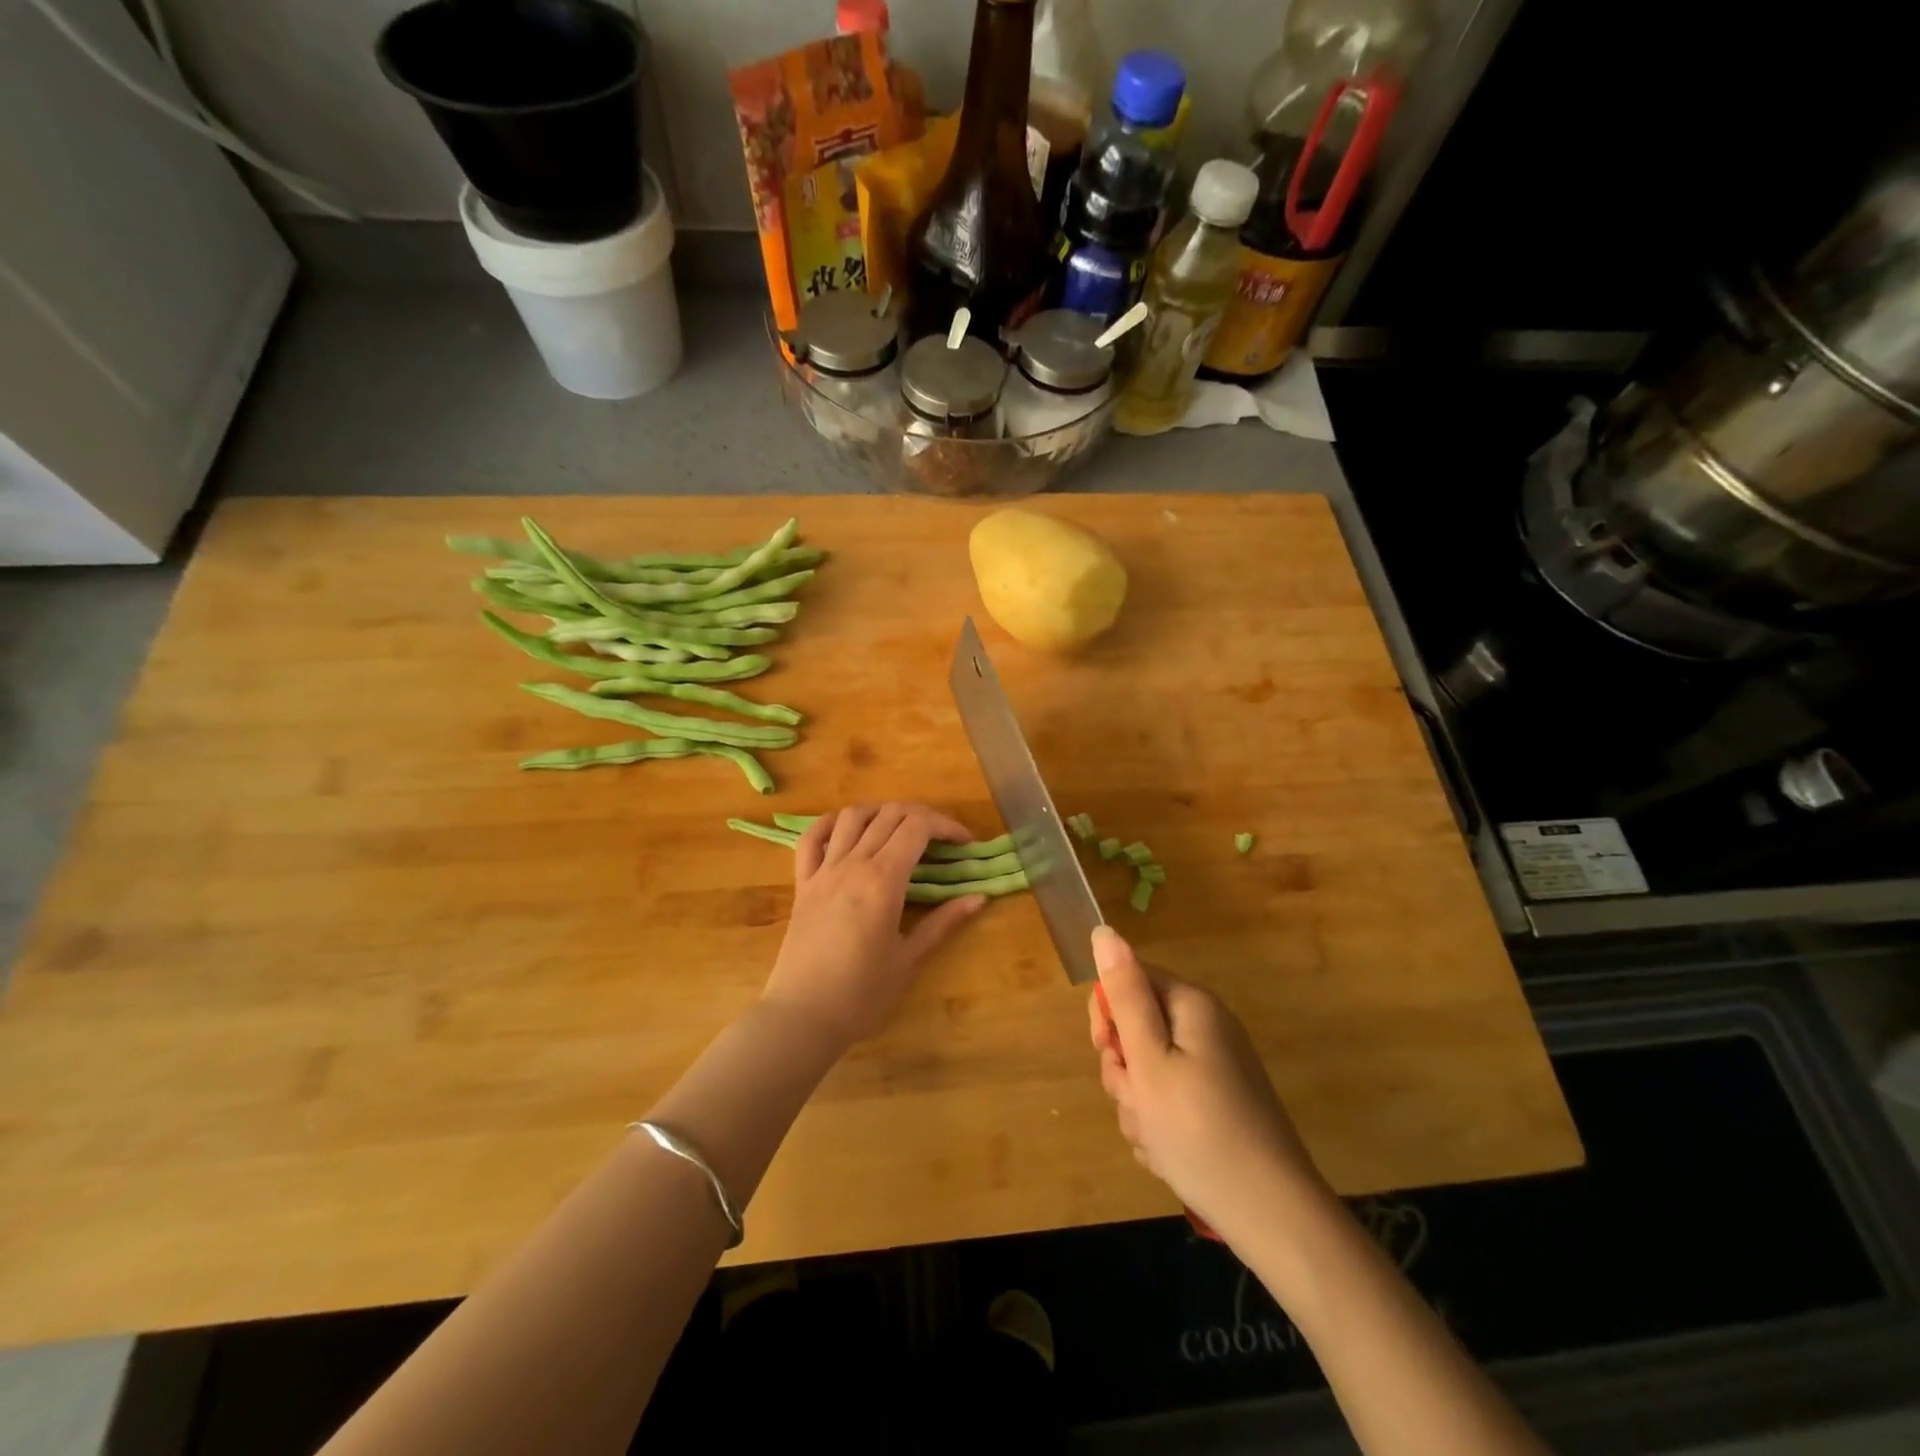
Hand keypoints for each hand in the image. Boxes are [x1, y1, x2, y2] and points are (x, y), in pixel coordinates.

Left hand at [761, 803, 986, 1050]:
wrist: (803, 1016)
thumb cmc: (862, 994)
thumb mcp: (909, 959)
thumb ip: (943, 922)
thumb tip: (979, 897)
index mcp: (883, 880)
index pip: (918, 827)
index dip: (946, 825)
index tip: (965, 843)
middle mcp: (852, 864)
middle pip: (889, 814)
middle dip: (922, 816)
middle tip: (941, 839)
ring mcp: (823, 871)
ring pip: (851, 817)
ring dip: (880, 812)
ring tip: (898, 829)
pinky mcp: (802, 884)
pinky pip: (810, 839)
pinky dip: (830, 824)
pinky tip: (846, 830)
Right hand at [1088, 927, 1324, 1239]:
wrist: (1272, 1216)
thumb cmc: (1199, 1131)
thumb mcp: (1148, 1060)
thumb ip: (1124, 994)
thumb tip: (1104, 931)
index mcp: (1191, 1005)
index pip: (1128, 980)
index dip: (1108, 1017)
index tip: (1111, 1055)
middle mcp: (1206, 1027)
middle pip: (1137, 1028)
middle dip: (1124, 1069)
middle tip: (1138, 1102)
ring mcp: (1215, 1067)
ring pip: (1148, 1070)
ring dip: (1138, 1104)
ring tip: (1156, 1138)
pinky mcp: (1219, 1103)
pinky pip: (1170, 1100)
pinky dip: (1160, 1124)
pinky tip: (1169, 1154)